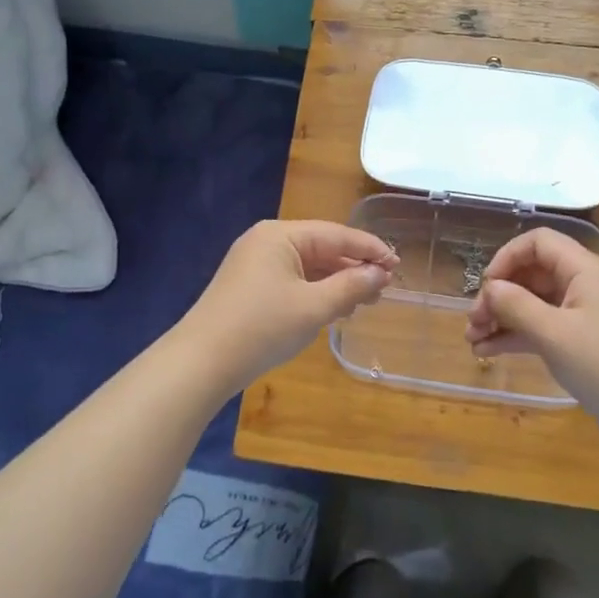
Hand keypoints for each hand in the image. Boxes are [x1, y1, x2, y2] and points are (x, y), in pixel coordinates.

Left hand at [181, 220, 397, 391]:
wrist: (201, 363)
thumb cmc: (261, 328)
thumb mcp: (313, 307)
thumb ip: (351, 286)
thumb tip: (381, 273)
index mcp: (280, 235)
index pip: (336, 234)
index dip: (370, 249)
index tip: (398, 264)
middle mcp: (266, 242)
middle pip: (322, 248)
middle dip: (354, 268)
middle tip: (385, 288)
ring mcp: (254, 264)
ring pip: (308, 267)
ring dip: (337, 282)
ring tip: (366, 301)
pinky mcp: (249, 287)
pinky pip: (293, 281)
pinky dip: (316, 292)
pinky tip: (335, 308)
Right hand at [465, 228, 598, 446]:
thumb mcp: (554, 333)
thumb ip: (516, 305)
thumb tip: (490, 288)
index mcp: (584, 270)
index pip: (538, 242)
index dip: (507, 257)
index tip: (485, 286)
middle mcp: (584, 285)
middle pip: (532, 273)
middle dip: (499, 294)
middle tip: (473, 321)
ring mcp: (583, 314)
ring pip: (533, 303)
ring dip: (502, 317)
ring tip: (472, 339)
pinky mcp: (580, 341)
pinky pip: (541, 327)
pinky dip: (516, 336)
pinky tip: (487, 351)